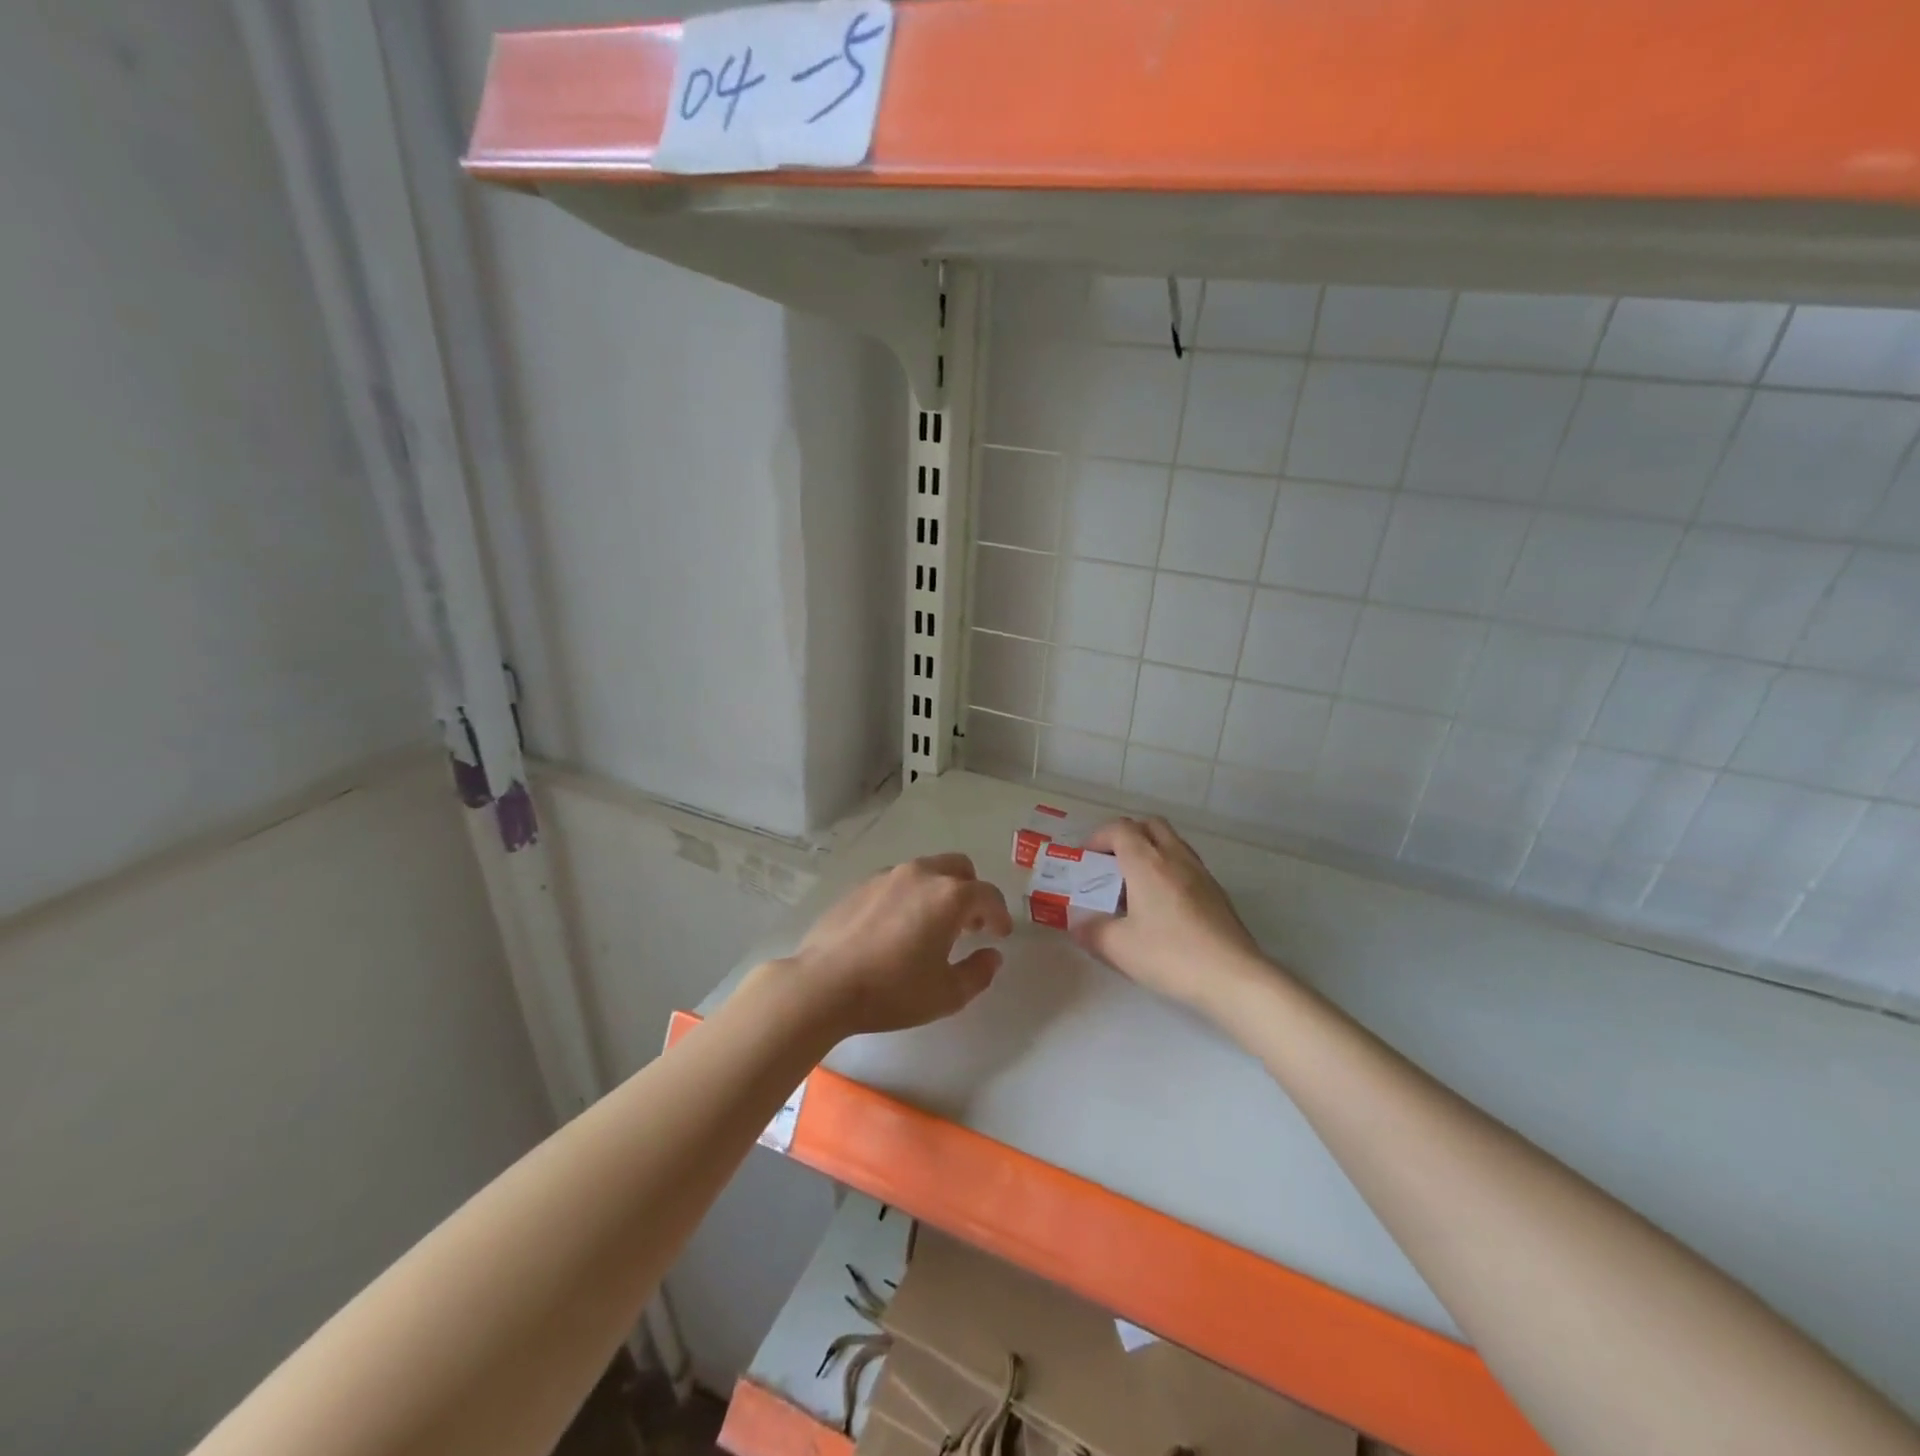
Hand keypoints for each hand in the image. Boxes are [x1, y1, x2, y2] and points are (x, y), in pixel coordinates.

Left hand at [776, 854, 1012, 1039]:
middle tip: (969, 925)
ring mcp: (888, 876)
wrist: (823, 985)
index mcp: (949, 896)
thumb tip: (991, 955)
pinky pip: (898, 881)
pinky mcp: (861, 885)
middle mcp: (921, 875)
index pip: (988, 895)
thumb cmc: (892, 991)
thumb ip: (978, 973)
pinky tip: (898, 926)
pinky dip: (910, 895)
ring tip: (933, 926)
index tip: (999, 934)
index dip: (999, 914)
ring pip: (927, 870)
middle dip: (971, 892)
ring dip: (940, 891)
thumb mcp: (947, 994)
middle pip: (959, 868)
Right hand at [1070, 817, 1270, 1012]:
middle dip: (1126, 836)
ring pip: (1171, 842)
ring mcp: (1200, 873)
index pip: (1120, 829)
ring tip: (1135, 885)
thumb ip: (1092, 931)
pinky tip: (1163, 906)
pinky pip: (1186, 865)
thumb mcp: (1118, 948)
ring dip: (1150, 851)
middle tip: (1111, 865)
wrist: (1234, 976)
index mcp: (1146, 862)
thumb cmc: (1171, 955)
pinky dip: (1169, 870)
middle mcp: (1174, 857)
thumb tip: (1078, 924)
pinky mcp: (1217, 892)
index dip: (1098, 837)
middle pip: (1149, 825)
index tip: (1086, 860)